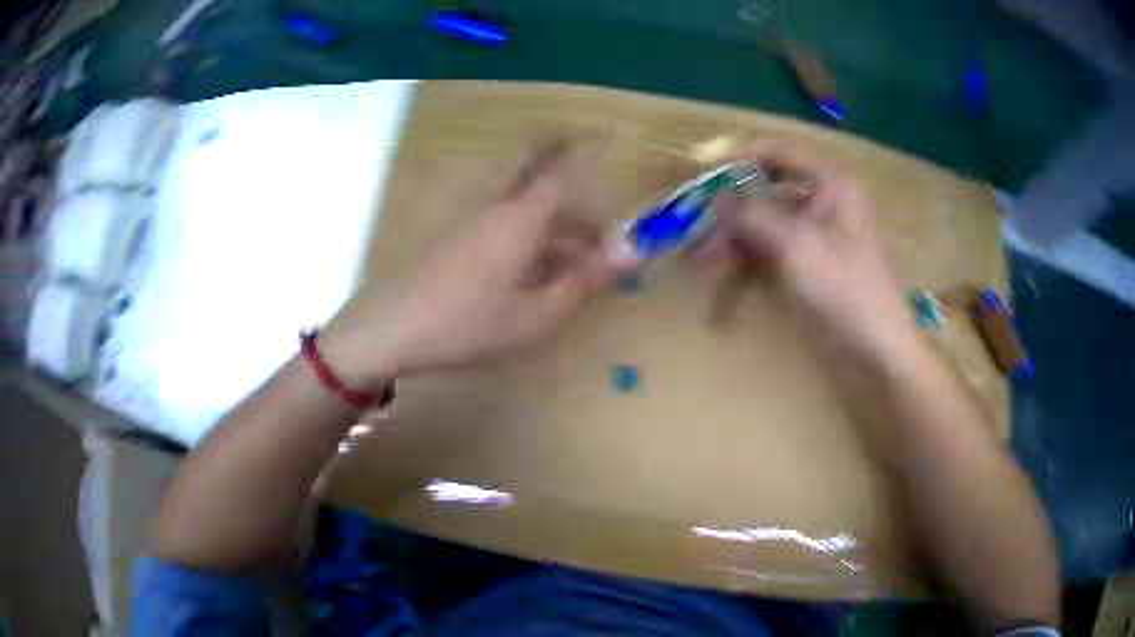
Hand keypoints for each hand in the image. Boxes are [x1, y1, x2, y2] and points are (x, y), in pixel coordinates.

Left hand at [320, 144, 627, 387]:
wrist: (393, 330)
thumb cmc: (470, 323)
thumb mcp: (536, 314)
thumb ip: (582, 281)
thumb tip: (629, 254)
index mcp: (520, 218)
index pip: (558, 167)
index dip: (585, 147)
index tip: (605, 127)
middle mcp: (497, 210)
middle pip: (540, 185)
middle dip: (574, 200)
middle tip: (598, 231)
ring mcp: (473, 224)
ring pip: (524, 212)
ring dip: (556, 232)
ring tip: (579, 270)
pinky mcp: (458, 241)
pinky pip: (505, 229)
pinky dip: (531, 243)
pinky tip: (538, 279)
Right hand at [697, 142, 912, 355]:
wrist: (875, 346)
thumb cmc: (845, 287)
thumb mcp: (797, 244)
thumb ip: (751, 214)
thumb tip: (711, 197)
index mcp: (827, 179)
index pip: (771, 150)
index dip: (734, 161)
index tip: (700, 182)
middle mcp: (818, 195)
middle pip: (761, 185)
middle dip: (727, 206)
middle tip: (693, 226)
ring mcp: (811, 228)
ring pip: (760, 217)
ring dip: (729, 234)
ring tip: (698, 256)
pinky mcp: (804, 256)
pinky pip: (766, 244)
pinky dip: (743, 254)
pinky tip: (720, 269)